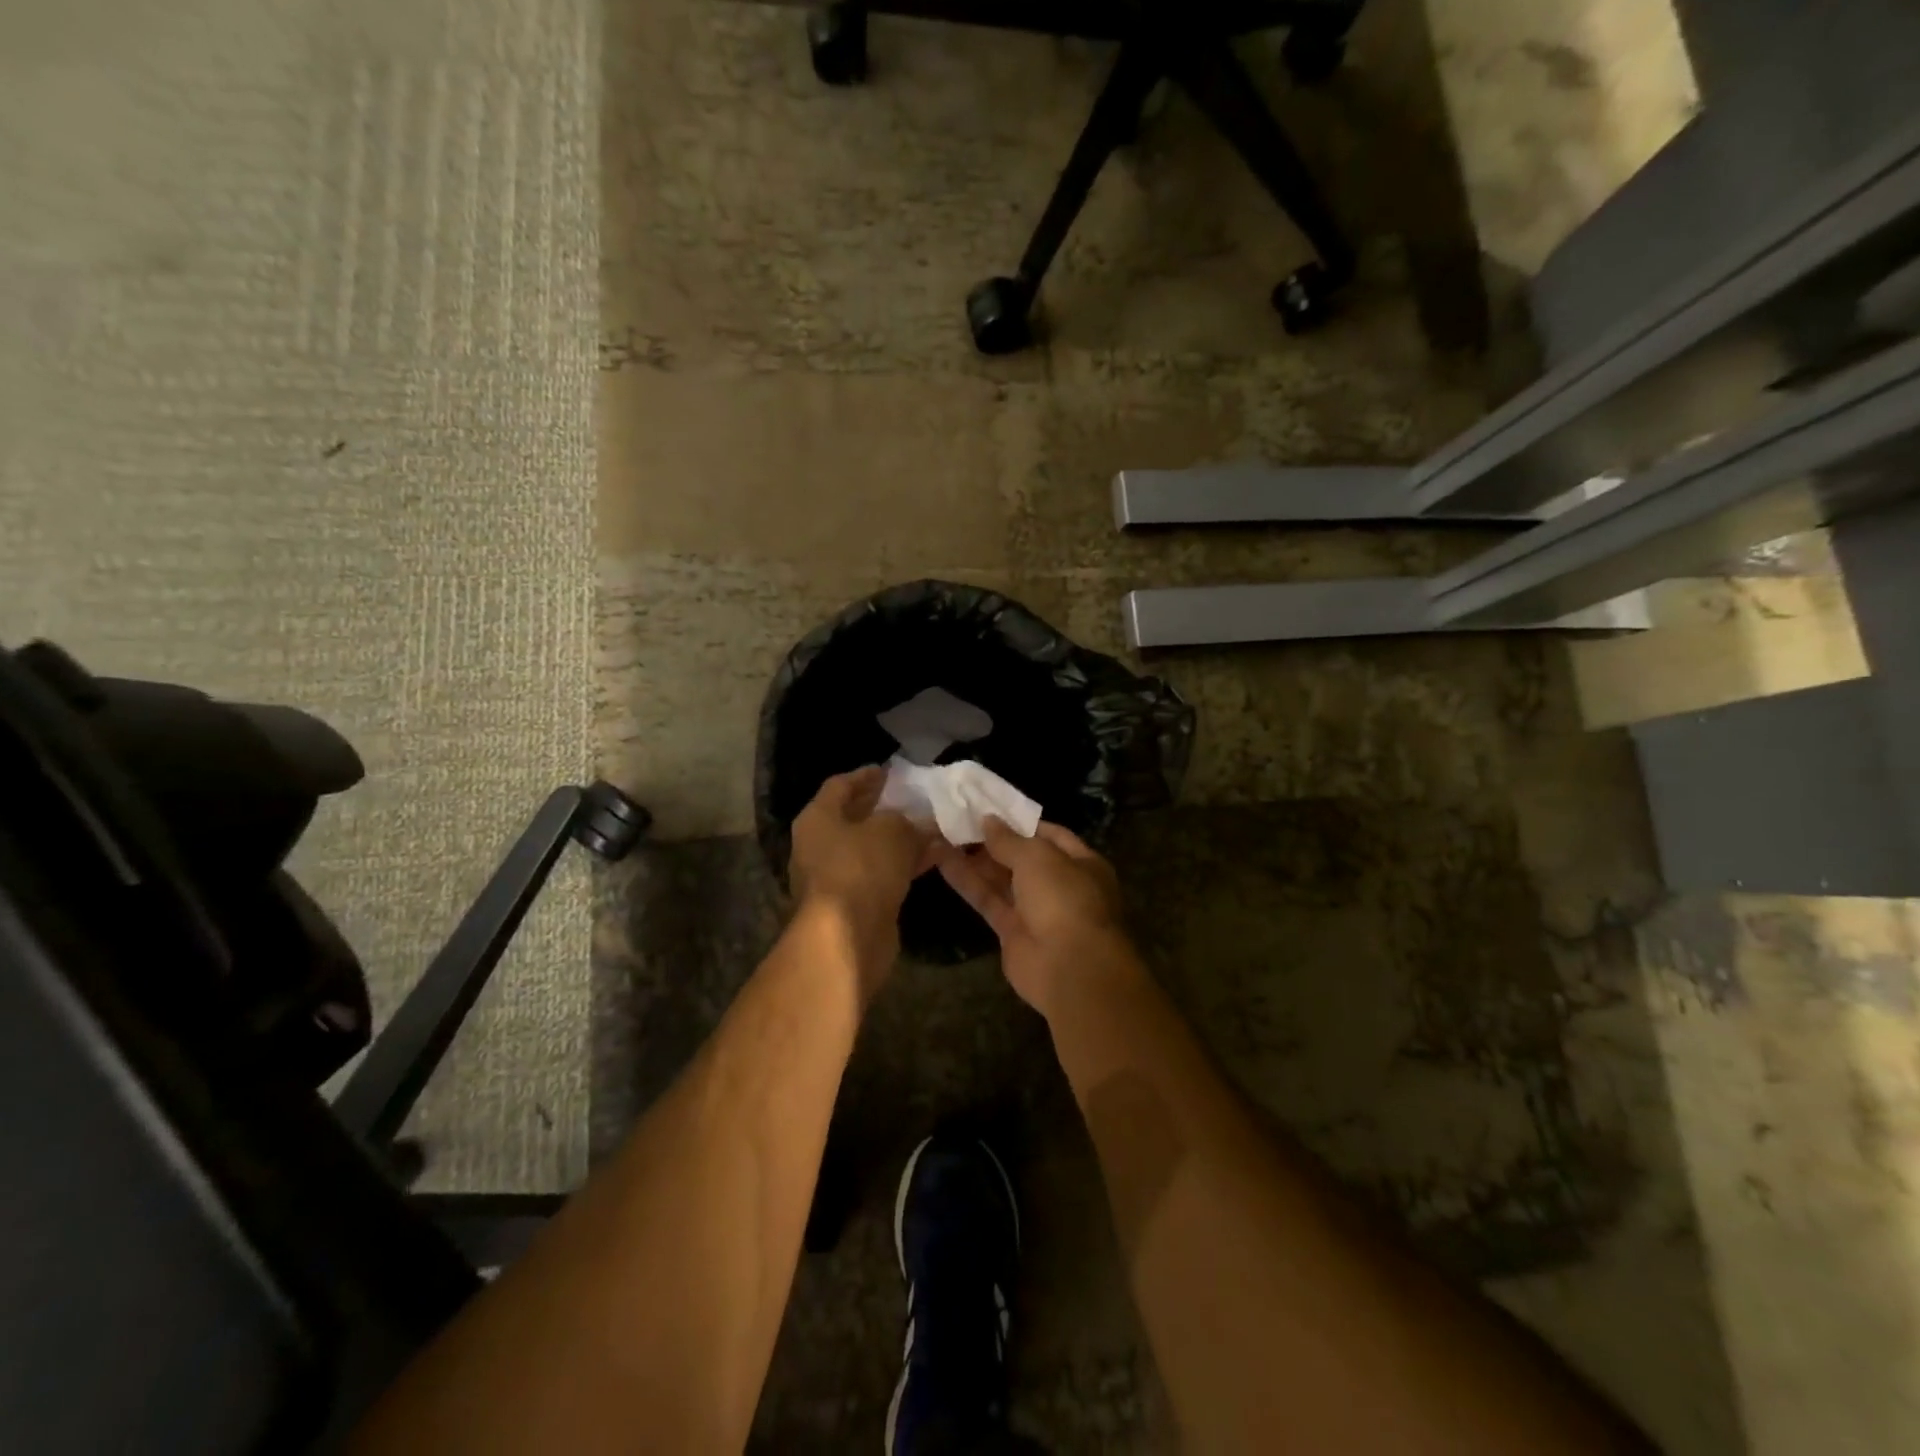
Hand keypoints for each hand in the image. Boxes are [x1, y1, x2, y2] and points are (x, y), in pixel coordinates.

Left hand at [790, 767, 938, 951]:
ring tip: (933, 826)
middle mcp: (820, 844)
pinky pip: (882, 873)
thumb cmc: (861, 868)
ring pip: (872, 848)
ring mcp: (836, 875)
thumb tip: (919, 822)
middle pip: (855, 817)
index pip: (840, 785)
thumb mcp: (891, 830)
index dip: (866, 776)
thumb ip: (906, 820)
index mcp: (818, 818)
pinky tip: (934, 856)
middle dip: (885, 808)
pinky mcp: (855, 902)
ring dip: (900, 838)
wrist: (847, 936)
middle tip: (914, 798)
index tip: (891, 771)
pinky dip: (904, 863)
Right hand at [937, 818, 1132, 1017]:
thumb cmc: (1064, 899)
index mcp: (1081, 862)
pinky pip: (988, 900)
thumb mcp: (1037, 857)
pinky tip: (942, 860)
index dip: (1020, 822)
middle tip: (958, 820)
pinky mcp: (1012, 932)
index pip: (1049, 834)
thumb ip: (1009, 839)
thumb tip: (987, 820)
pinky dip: (967, 881)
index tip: (989, 809)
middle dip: (993, 841)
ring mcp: (1036, 910)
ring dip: (975, 859)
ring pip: (1001, 879)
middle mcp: (1060, 884)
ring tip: (943, 834)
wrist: (1069, 968)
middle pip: (1022, 857)